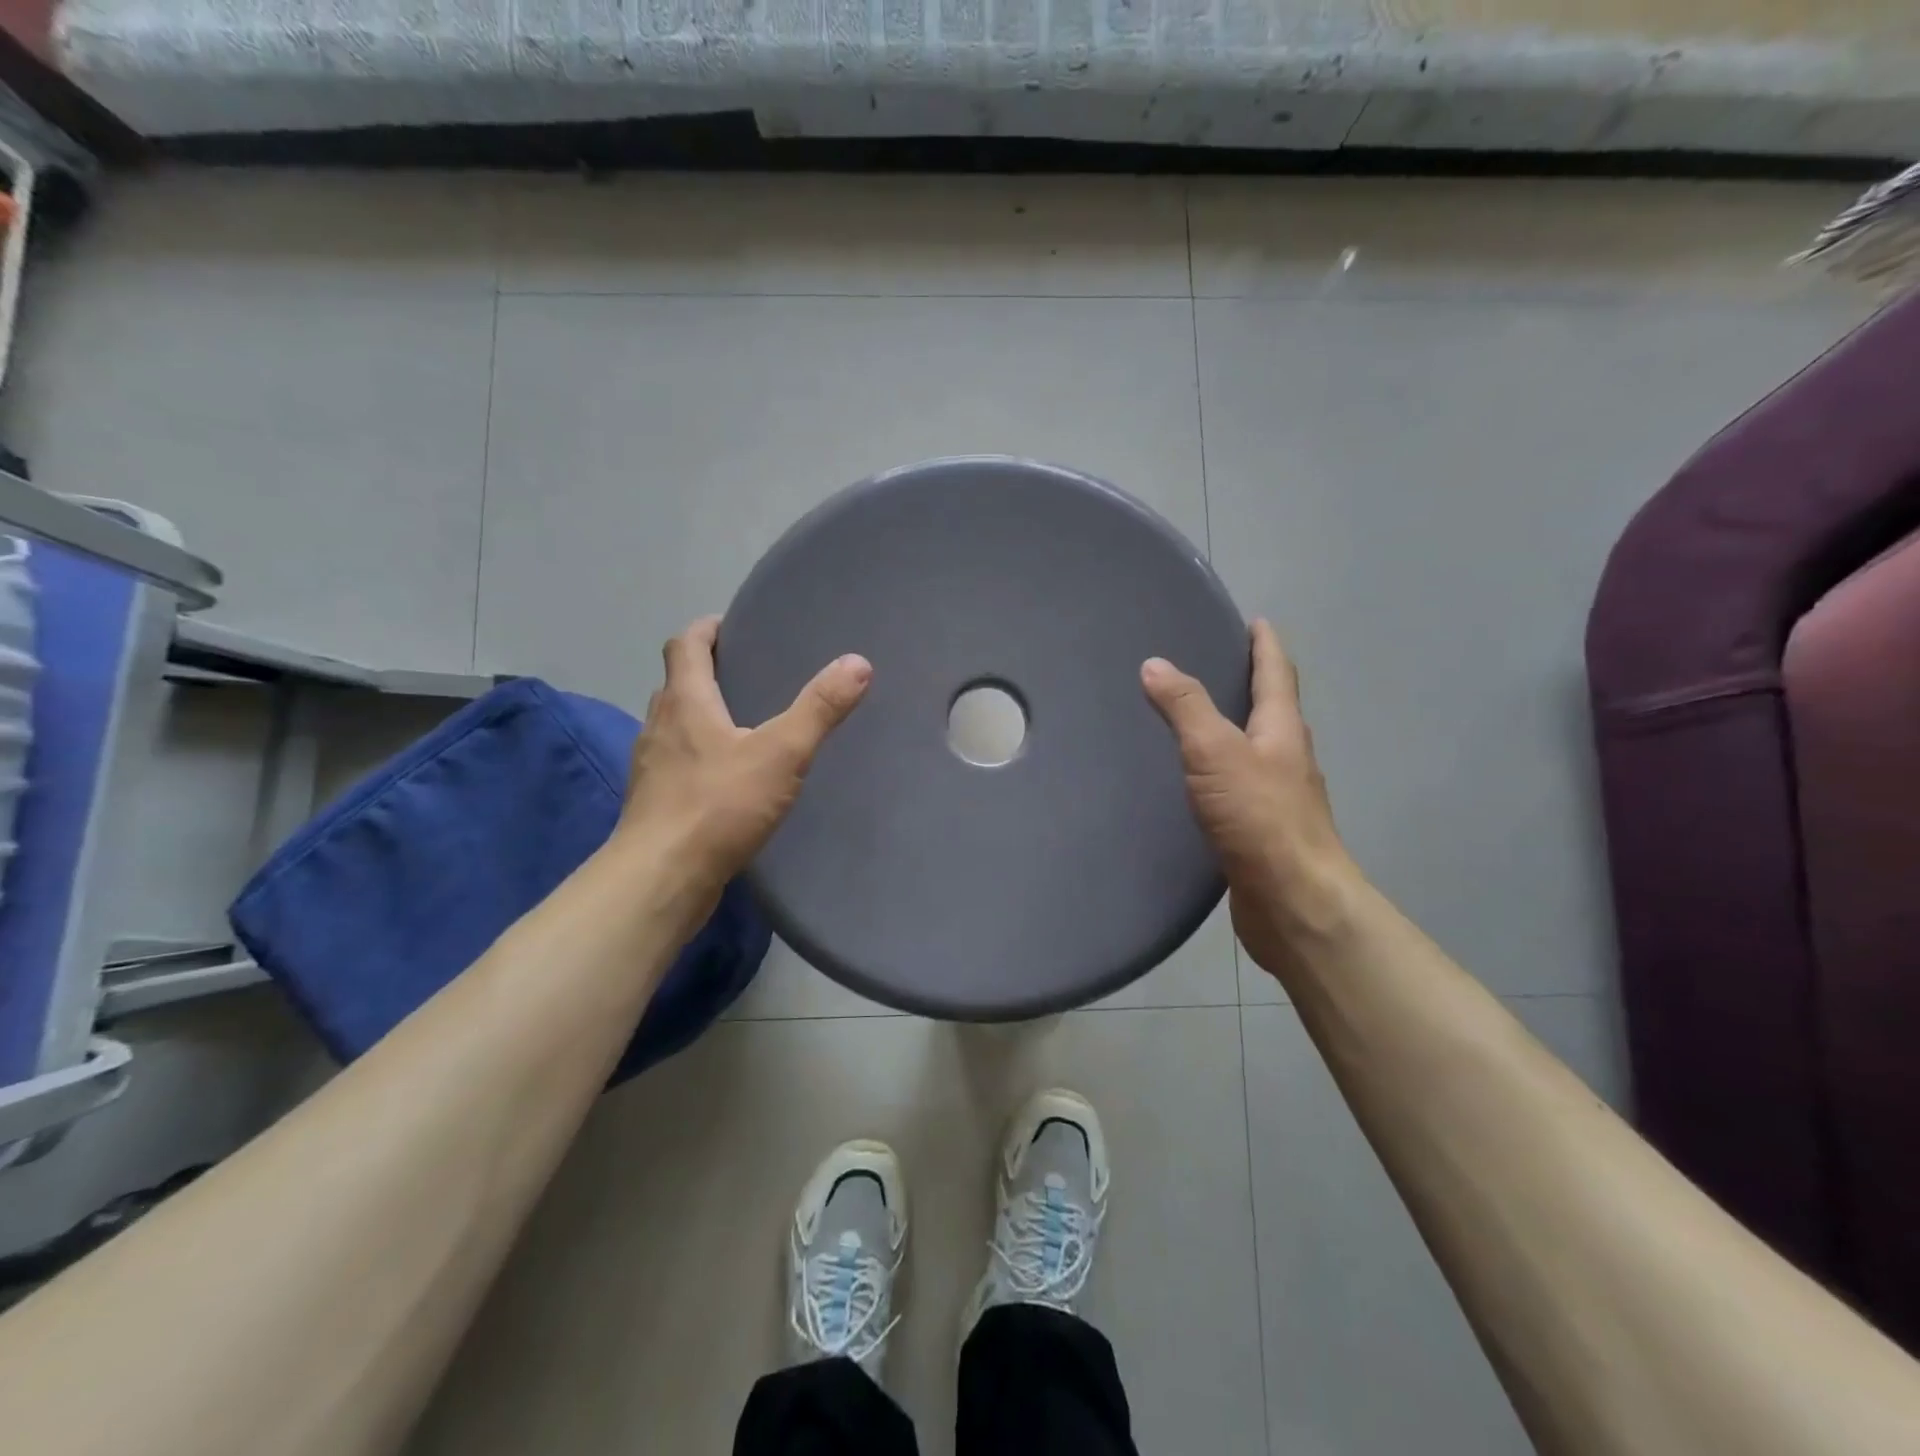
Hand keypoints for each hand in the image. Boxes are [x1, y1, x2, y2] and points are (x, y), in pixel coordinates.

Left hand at [622, 616, 870, 890]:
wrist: (661, 878)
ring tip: (742, 723)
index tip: (732, 626)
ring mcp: (651, 766)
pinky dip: (698, 755)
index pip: (685, 645)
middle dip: (706, 670)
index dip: (706, 629)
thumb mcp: (781, 754)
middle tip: (747, 672)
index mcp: (685, 701)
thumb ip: (819, 709)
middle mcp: (659, 725)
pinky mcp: (654, 802)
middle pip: (677, 682)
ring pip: (674, 724)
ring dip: (700, 714)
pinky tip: (726, 778)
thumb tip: (857, 662)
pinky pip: (676, 762)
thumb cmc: (718, 806)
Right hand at [1141, 620, 1363, 976]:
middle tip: (1213, 664)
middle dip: (1250, 683)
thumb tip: (1155, 664)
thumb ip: (1186, 708)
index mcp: (1282, 730)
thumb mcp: (1215, 752)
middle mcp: (1287, 758)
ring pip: (1255, 750)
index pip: (1276, 673)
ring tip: (1196, 719)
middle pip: (1271, 709)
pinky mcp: (1262, 831)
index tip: (1255, 621)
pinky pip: (1239, 787)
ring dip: (1234, 729)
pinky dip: (1221, 772)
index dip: (1266, 644)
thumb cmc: (1260, 818)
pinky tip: (1197, 783)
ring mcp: (1278, 797)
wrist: (1294, 902)